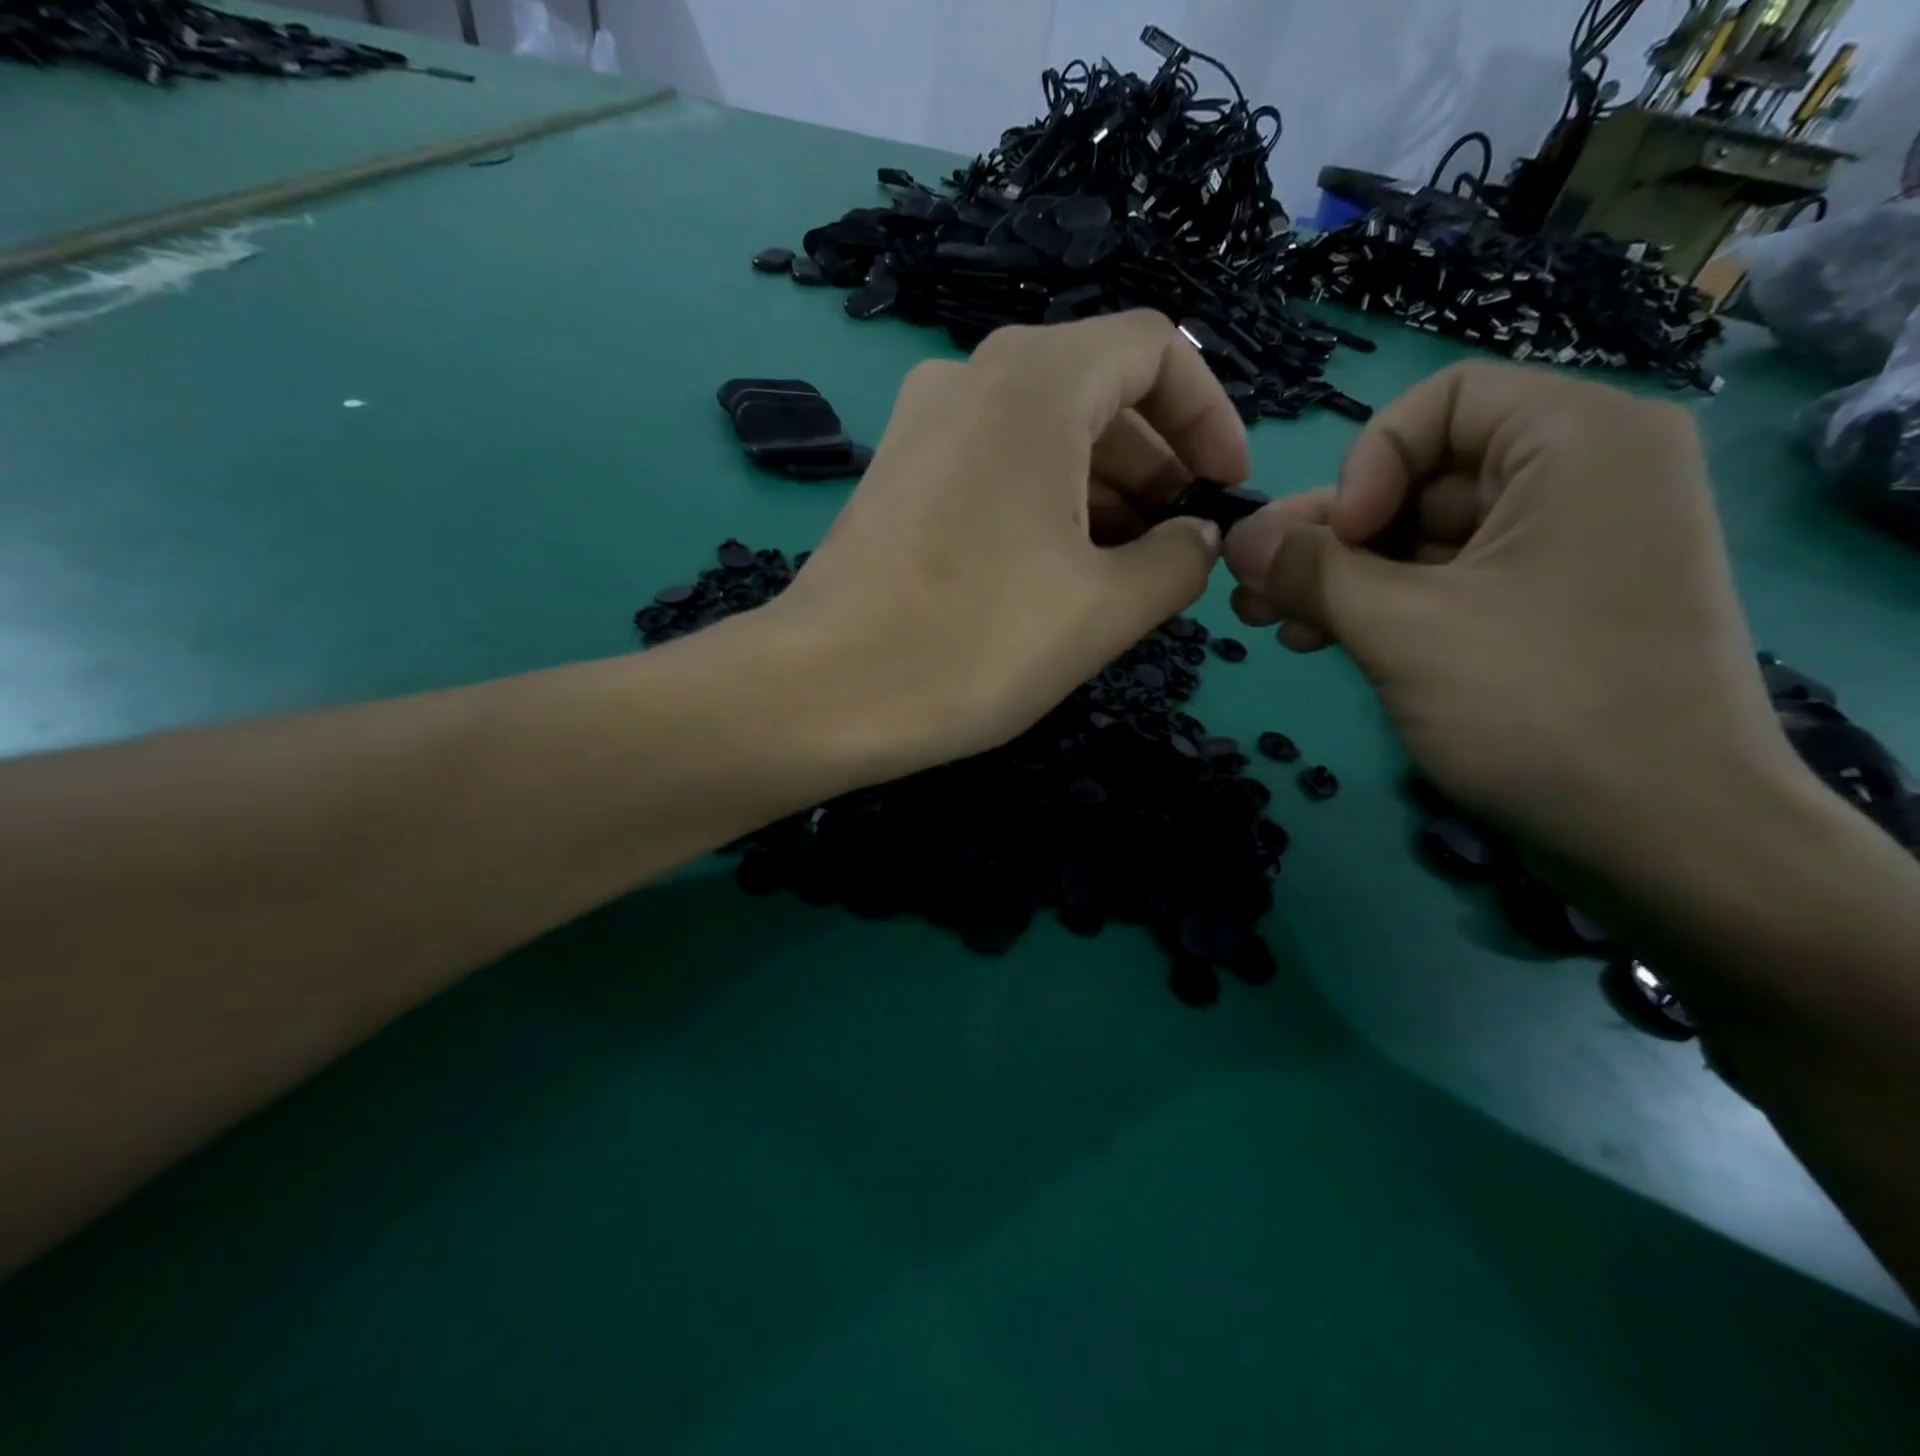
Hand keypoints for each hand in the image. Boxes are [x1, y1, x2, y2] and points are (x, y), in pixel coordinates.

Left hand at [773, 311, 1245, 769]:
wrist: (823, 693)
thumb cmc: (975, 643)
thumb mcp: (1105, 608)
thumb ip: (1178, 561)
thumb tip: (1197, 537)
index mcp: (1034, 382)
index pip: (1155, 350)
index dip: (1208, 415)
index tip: (1223, 489)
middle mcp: (971, 379)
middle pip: (1096, 392)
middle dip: (1154, 466)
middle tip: (1176, 547)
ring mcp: (922, 426)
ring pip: (1042, 434)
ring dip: (1099, 492)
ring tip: (1124, 573)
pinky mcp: (895, 477)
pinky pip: (992, 466)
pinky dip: (1042, 503)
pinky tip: (1056, 573)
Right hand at [1223, 362, 1796, 872]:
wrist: (1663, 835)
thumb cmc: (1537, 705)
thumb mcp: (1402, 629)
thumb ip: (1310, 571)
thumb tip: (1234, 535)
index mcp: (1577, 443)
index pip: (1441, 403)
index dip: (1367, 465)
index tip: (1336, 541)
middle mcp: (1579, 479)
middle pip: (1421, 477)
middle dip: (1327, 536)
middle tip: (1251, 586)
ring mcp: (1562, 550)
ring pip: (1421, 539)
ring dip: (1337, 577)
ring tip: (1265, 619)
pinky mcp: (1543, 608)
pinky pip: (1444, 583)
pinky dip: (1379, 605)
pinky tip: (1315, 638)